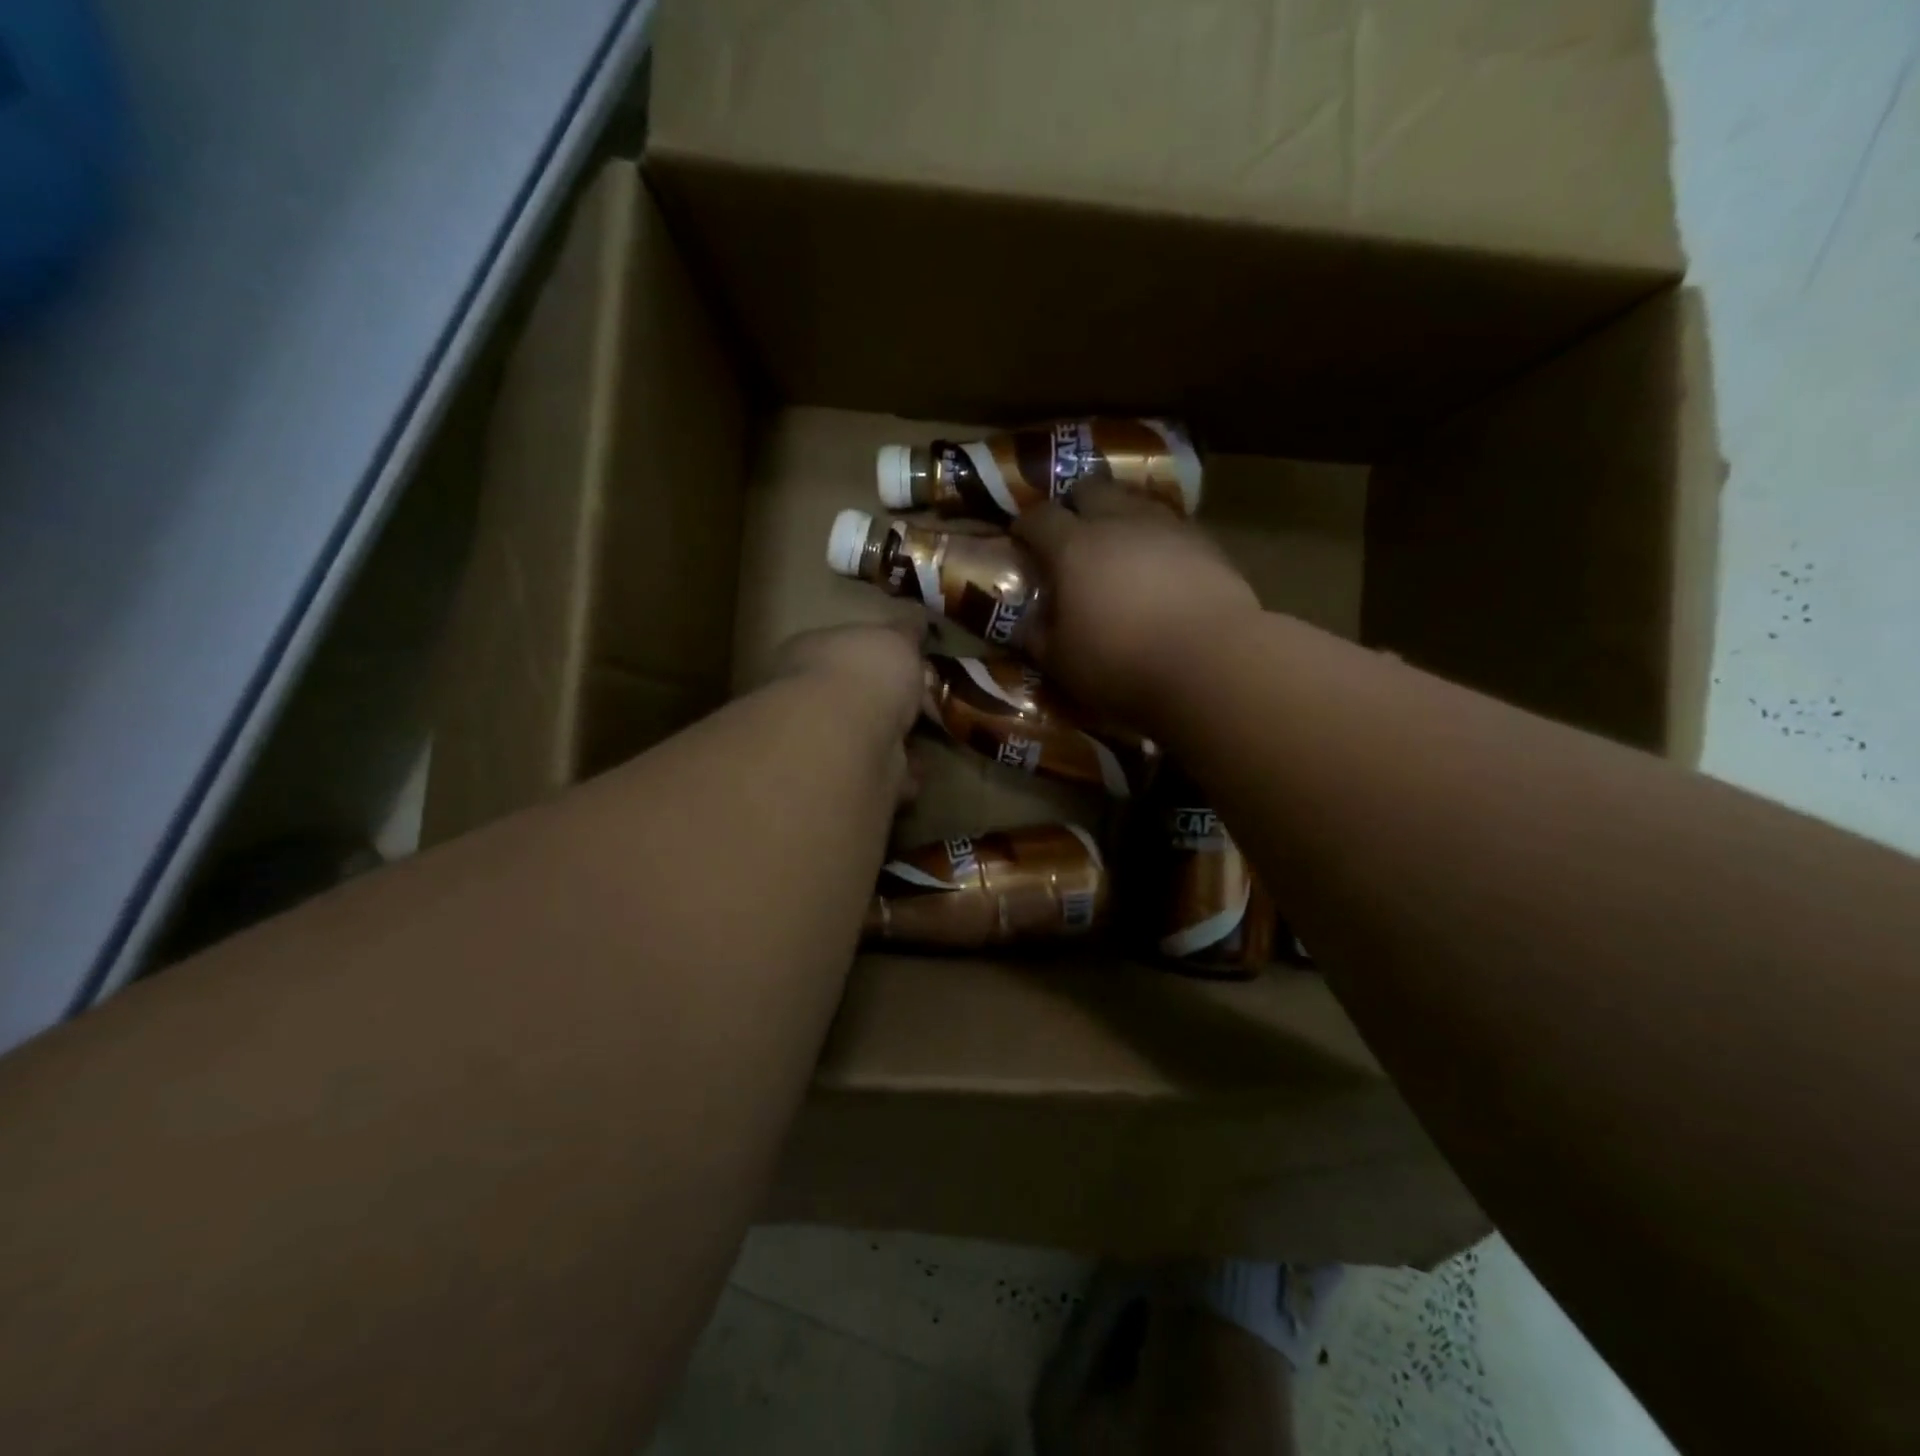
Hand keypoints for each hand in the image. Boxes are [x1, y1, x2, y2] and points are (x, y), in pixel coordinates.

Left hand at [767, 621, 925, 803]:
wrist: (847, 737)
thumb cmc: (864, 672)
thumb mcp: (895, 637)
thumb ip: (907, 632)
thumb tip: (918, 620)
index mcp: (810, 655)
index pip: (840, 650)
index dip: (873, 657)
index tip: (905, 664)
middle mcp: (807, 700)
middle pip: (851, 699)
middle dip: (883, 706)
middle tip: (919, 708)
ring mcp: (821, 746)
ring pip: (863, 742)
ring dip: (891, 745)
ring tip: (924, 744)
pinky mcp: (841, 785)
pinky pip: (876, 778)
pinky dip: (897, 778)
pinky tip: (917, 776)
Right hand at [1014, 479, 1260, 729]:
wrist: (1212, 662)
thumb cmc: (1122, 664)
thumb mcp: (1061, 662)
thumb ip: (1035, 635)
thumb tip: (1021, 621)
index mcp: (1073, 547)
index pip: (1038, 518)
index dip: (1025, 526)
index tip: (1020, 540)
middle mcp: (1117, 521)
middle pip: (1088, 489)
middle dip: (1074, 505)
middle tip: (1070, 534)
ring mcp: (1165, 526)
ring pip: (1133, 500)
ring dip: (1118, 515)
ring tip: (1117, 546)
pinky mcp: (1205, 541)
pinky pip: (1170, 525)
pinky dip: (1155, 537)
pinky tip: (1159, 564)